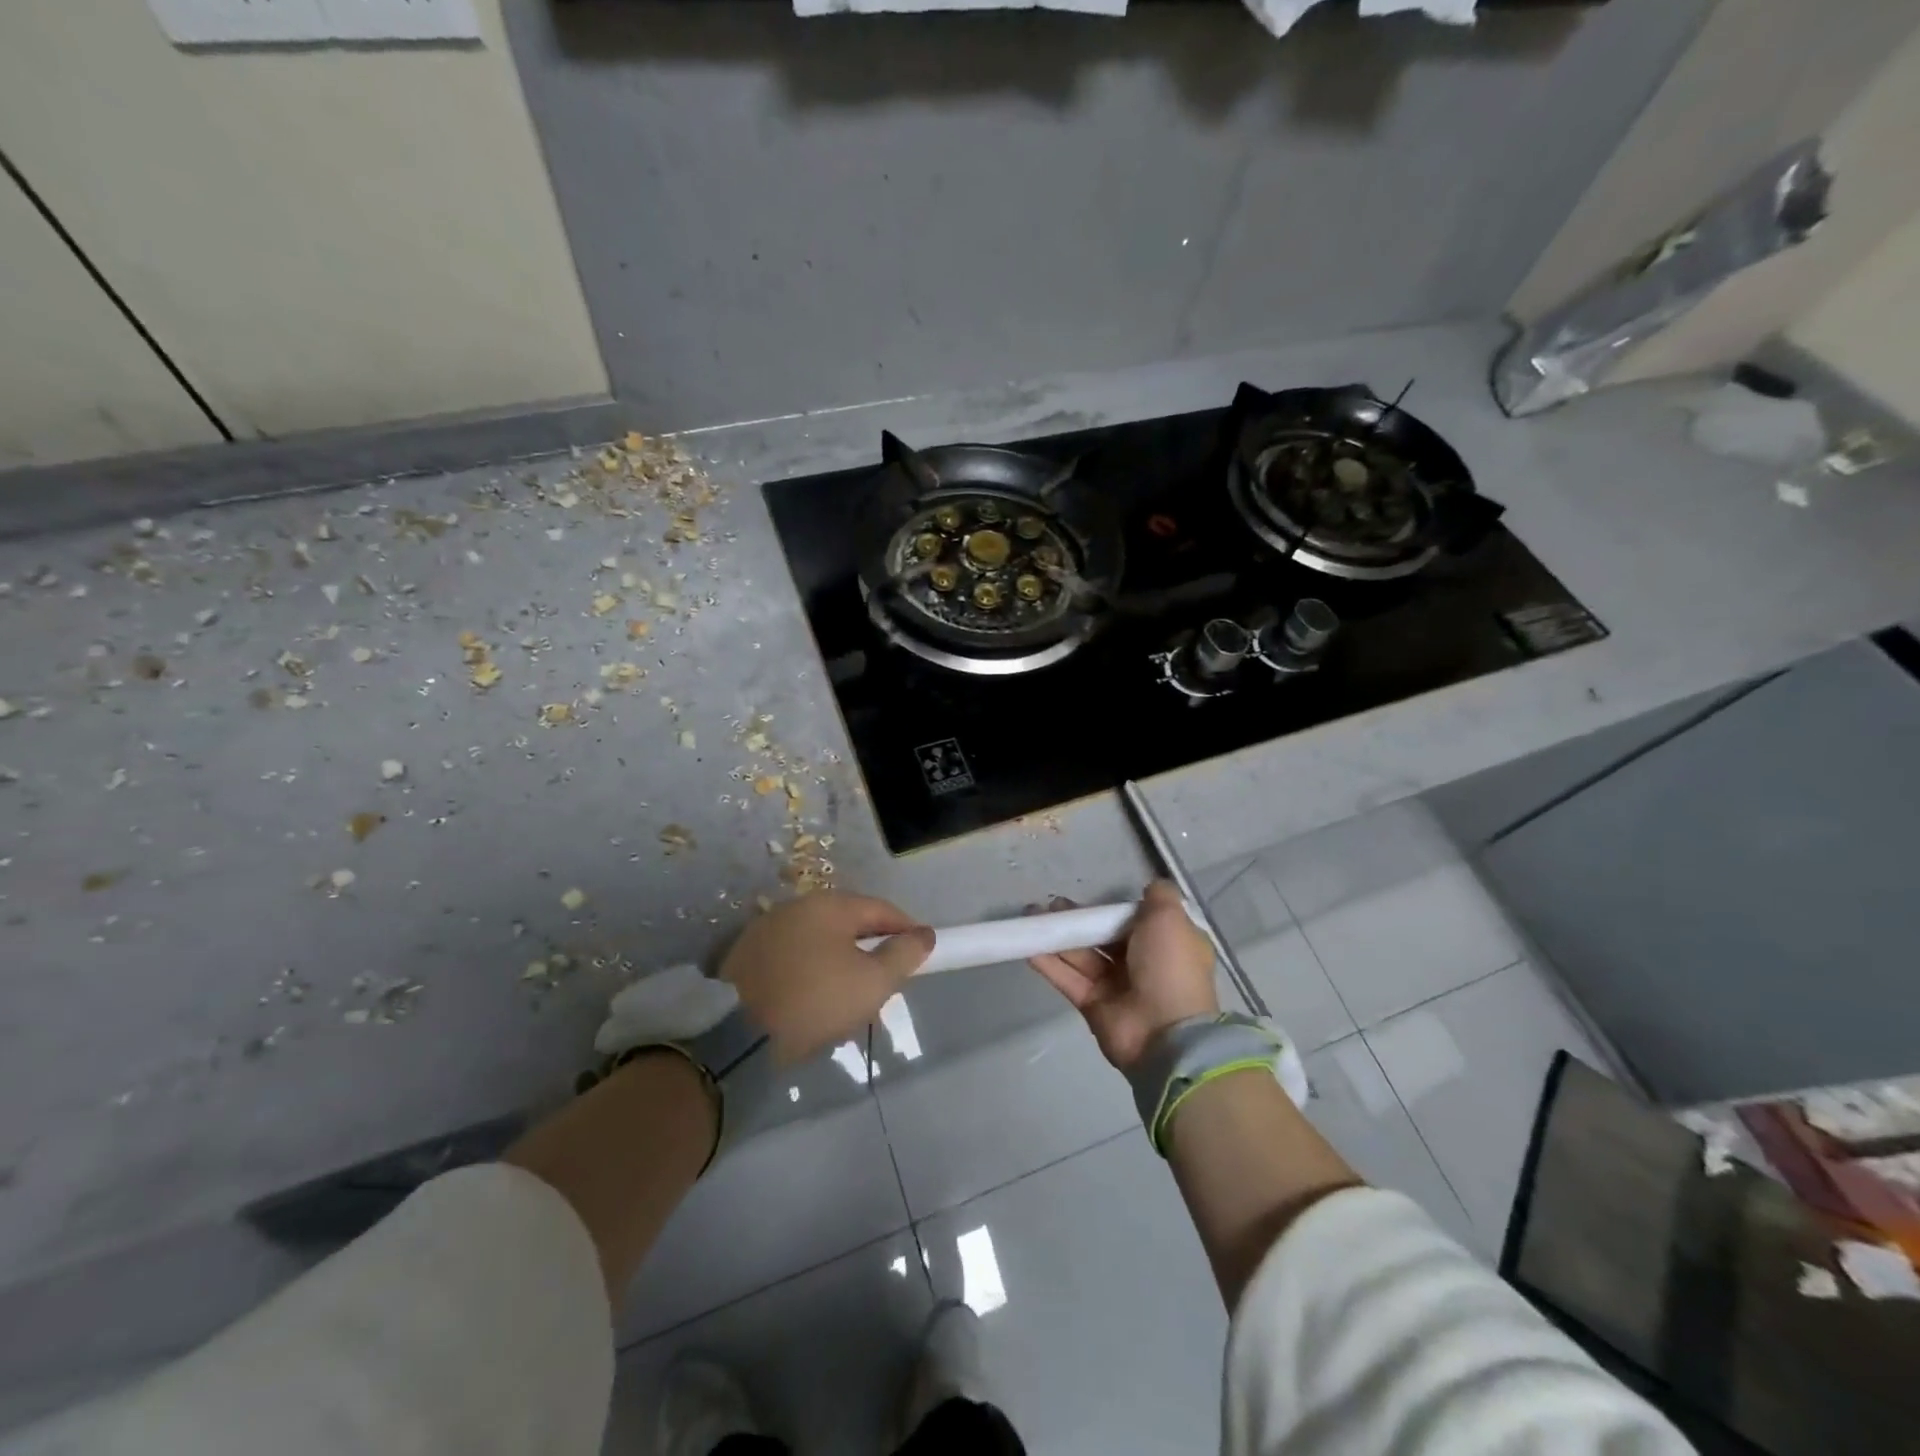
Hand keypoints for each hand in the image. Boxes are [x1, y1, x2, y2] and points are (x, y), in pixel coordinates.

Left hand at [720, 891, 933, 1062]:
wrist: (736, 1035)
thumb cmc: (816, 1000)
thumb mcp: (873, 982)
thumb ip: (903, 955)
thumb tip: (924, 934)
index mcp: (830, 905)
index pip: (881, 909)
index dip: (906, 930)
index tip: (920, 955)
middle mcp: (797, 906)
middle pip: (849, 924)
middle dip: (872, 950)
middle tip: (885, 984)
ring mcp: (767, 929)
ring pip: (820, 942)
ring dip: (841, 963)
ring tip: (849, 999)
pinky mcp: (746, 956)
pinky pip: (794, 958)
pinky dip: (811, 972)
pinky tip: (813, 1001)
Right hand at [1029, 880, 1218, 1070]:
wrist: (1164, 1033)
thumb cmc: (1169, 967)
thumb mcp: (1171, 919)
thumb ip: (1160, 897)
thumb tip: (1150, 887)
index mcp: (1167, 945)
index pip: (1139, 921)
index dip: (1117, 909)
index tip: (1097, 897)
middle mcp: (1143, 964)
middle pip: (1105, 936)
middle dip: (1080, 919)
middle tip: (1053, 904)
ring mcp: (1116, 986)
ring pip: (1082, 954)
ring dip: (1058, 935)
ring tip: (1033, 915)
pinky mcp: (1092, 1004)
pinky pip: (1068, 977)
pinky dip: (1048, 961)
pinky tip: (1028, 944)